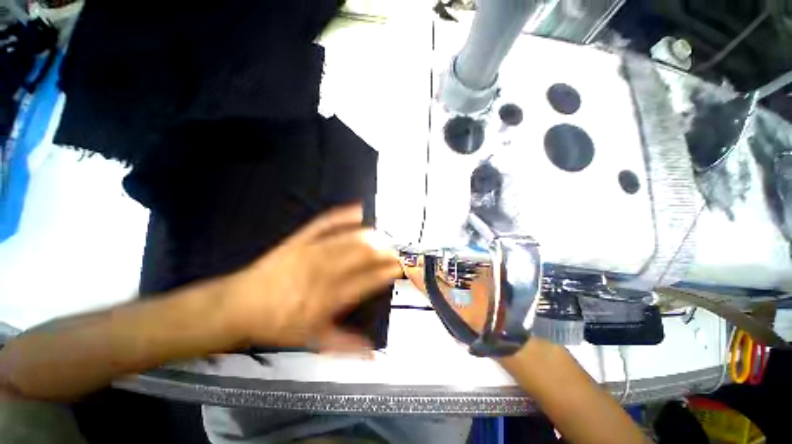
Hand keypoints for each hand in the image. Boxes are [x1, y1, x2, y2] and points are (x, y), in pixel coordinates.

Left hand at [221, 204, 401, 353]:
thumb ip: (345, 345)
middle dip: (384, 251)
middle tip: (397, 250)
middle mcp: (322, 273)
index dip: (386, 272)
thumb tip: (372, 354)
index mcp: (327, 299)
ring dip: (371, 236)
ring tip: (385, 236)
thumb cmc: (277, 324)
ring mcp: (310, 252)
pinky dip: (344, 215)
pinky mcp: (299, 240)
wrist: (240, 305)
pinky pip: (325, 223)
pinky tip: (358, 210)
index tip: (400, 267)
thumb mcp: (311, 340)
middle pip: (361, 256)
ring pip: (348, 239)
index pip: (366, 282)